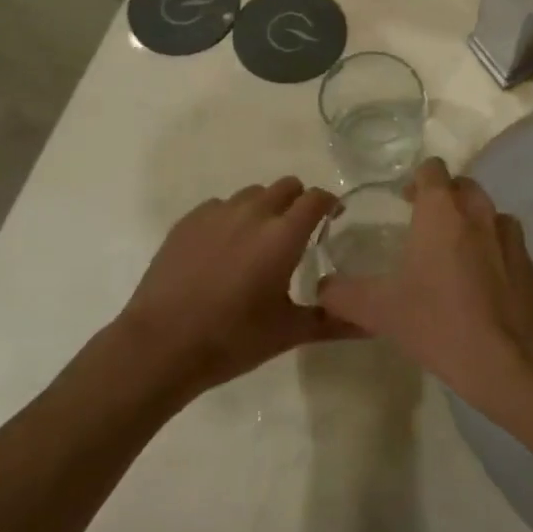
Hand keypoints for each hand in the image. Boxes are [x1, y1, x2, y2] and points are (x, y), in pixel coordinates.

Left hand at [115, 178, 355, 400]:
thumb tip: (372, 324)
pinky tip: (223, 250)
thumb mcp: (288, 333)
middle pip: (286, 186)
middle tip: (296, 234)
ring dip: (264, 208)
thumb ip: (333, 321)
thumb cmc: (232, 339)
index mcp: (283, 235)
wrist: (160, 344)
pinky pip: (219, 206)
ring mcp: (216, 213)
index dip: (329, 204)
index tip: (333, 220)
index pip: (316, 198)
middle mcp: (253, 213)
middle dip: (298, 202)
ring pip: (252, 194)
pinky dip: (230, 218)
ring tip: (258, 242)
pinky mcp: (188, 221)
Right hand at [317, 159, 532, 408]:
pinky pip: (508, 244)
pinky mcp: (529, 265)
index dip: (417, 179)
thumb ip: (344, 295)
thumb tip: (321, 289)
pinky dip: (494, 252)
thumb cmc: (441, 323)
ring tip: (455, 254)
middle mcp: (479, 213)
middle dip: (445, 198)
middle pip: (463, 186)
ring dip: (472, 223)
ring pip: (489, 214)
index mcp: (442, 212)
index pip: (432, 170)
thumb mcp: (381, 312)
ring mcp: (510, 238)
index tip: (404, 200)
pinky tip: (482, 284)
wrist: (513, 361)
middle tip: (425, 226)